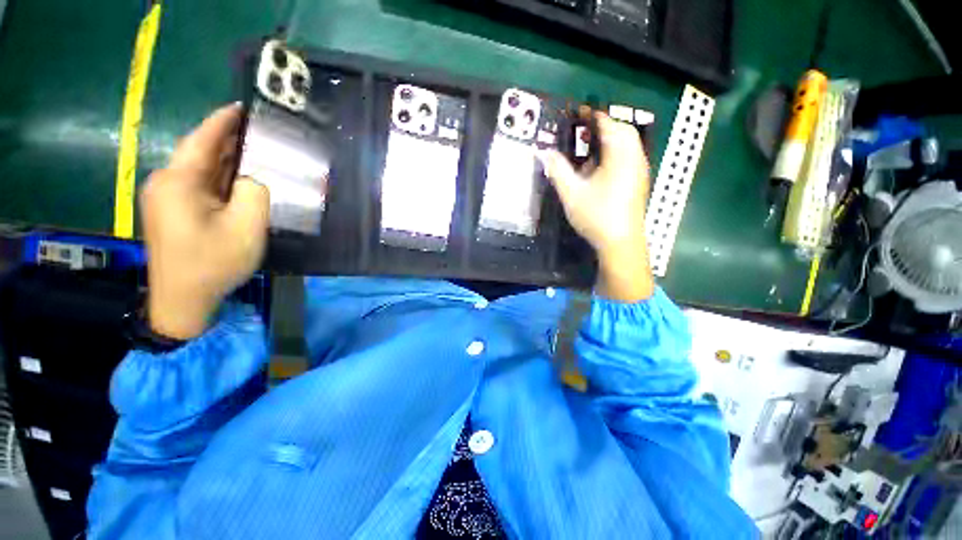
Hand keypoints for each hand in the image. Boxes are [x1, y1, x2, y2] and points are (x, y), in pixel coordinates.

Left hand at [141, 104, 269, 339]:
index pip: (208, 131)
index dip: (233, 116)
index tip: (256, 106)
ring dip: (220, 162)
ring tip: (248, 161)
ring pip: (194, 164)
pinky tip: (226, 185)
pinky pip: (187, 181)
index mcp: (178, 178)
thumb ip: (256, 185)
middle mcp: (163, 178)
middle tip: (261, 139)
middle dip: (230, 141)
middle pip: (200, 147)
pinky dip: (208, 178)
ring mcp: (158, 193)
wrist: (177, 310)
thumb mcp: (245, 228)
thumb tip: (253, 166)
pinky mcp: (159, 207)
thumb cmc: (208, 270)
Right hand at [541, 112, 653, 301]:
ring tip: (591, 145)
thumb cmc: (598, 217)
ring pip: (631, 143)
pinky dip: (619, 151)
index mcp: (619, 156)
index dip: (593, 115)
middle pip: (624, 130)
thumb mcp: (571, 192)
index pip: (609, 124)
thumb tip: (542, 151)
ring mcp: (640, 171)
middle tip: (585, 128)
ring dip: (613, 138)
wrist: (623, 246)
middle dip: (606, 124)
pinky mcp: (640, 182)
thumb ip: (557, 168)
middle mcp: (634, 159)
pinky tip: (601, 165)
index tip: (577, 113)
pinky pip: (632, 156)